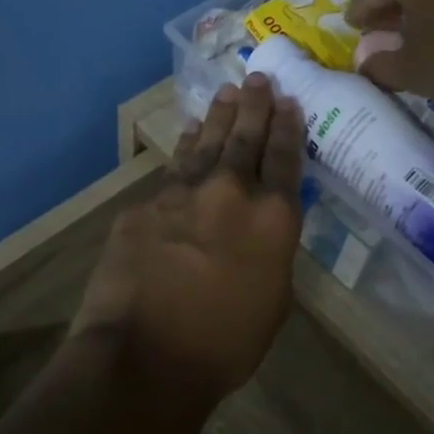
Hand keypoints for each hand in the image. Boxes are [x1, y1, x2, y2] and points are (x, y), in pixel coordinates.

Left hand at [72, 74, 303, 400]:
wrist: (145, 355)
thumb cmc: (224, 344)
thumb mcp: (273, 300)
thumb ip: (271, 252)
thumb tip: (261, 229)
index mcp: (274, 218)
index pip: (286, 159)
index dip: (289, 127)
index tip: (289, 101)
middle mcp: (232, 192)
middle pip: (246, 138)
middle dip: (255, 105)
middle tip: (258, 78)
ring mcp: (183, 193)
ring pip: (206, 143)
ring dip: (219, 116)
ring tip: (226, 93)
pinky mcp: (144, 204)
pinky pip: (171, 168)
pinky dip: (184, 148)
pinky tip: (188, 135)